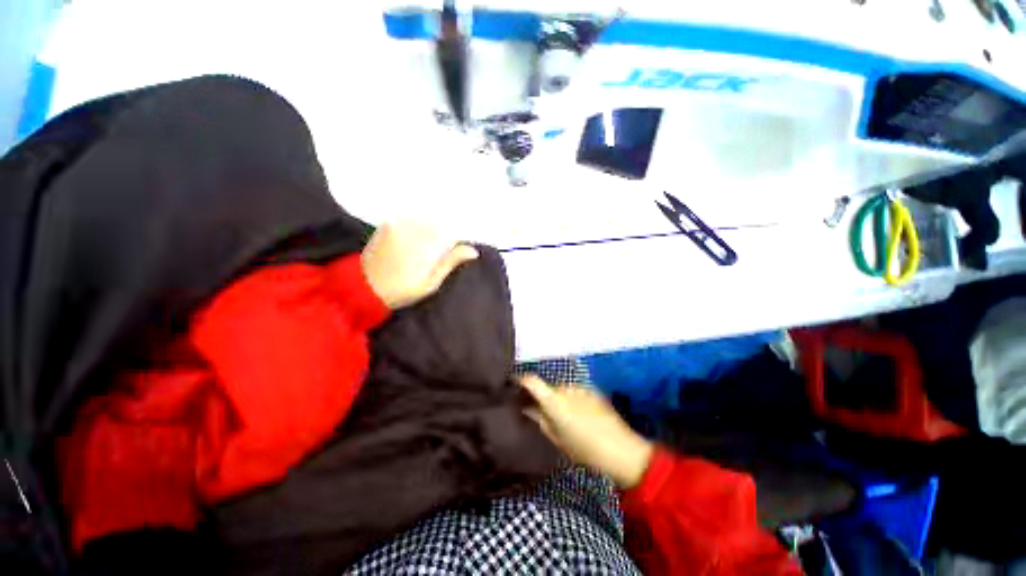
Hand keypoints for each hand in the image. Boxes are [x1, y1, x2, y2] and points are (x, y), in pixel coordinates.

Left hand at [361, 222, 478, 308]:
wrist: (361, 287)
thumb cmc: (401, 290)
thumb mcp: (430, 283)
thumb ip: (450, 262)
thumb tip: (473, 250)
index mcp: (426, 245)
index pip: (452, 233)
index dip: (458, 242)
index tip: (456, 252)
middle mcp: (414, 228)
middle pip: (440, 224)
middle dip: (445, 236)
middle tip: (440, 254)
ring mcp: (399, 223)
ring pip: (426, 221)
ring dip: (432, 231)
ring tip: (425, 250)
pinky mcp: (388, 223)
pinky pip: (411, 220)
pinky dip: (418, 228)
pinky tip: (414, 243)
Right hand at [520, 375, 653, 488]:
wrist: (621, 450)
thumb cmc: (584, 449)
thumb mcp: (557, 439)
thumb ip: (540, 420)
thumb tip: (527, 408)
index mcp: (554, 400)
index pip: (531, 381)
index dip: (521, 381)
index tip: (514, 385)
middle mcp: (566, 388)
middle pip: (548, 388)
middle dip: (543, 397)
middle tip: (542, 412)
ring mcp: (581, 388)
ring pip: (562, 390)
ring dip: (559, 398)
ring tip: (565, 416)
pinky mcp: (593, 390)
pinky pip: (576, 392)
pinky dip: (573, 399)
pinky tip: (580, 415)